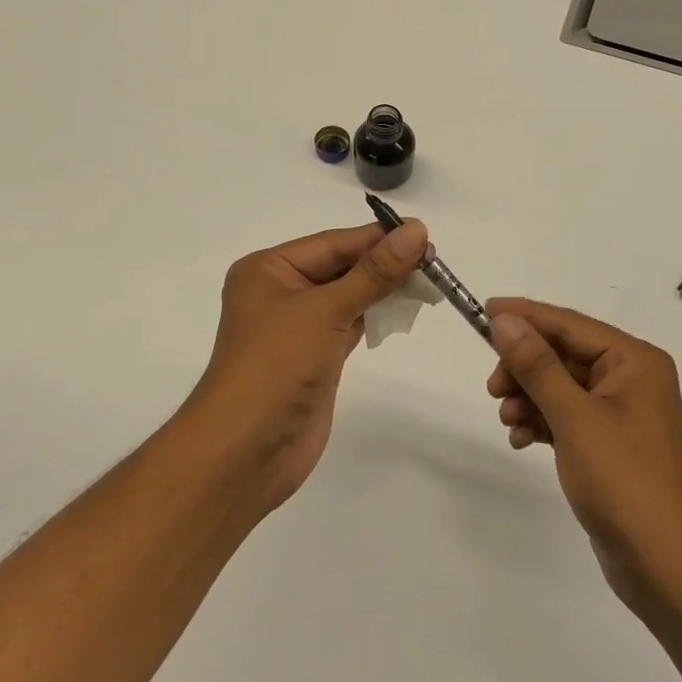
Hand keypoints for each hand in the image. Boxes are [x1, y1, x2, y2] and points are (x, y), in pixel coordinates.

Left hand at [184, 220, 427, 510]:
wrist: (247, 450)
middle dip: (384, 264)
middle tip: (434, 262)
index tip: (425, 235)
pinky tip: (402, 312)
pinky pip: (350, 324)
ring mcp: (297, 327)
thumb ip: (374, 272)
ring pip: (348, 296)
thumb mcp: (326, 310)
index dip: (379, 238)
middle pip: (341, 267)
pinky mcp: (314, 357)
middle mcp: (280, 292)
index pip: (333, 243)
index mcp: (269, 269)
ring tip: (428, 283)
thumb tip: (416, 231)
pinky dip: (375, 316)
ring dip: (383, 289)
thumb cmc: (277, 365)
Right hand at [485, 299, 681, 618]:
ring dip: (530, 398)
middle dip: (526, 368)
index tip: (485, 311)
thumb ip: (538, 366)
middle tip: (493, 387)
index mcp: (635, 362)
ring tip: (508, 419)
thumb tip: (505, 321)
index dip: (526, 316)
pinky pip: (569, 418)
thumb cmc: (624, 480)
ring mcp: (623, 416)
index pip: (571, 324)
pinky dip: (543, 423)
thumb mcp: (575, 416)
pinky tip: (521, 440)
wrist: (665, 565)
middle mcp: (633, 380)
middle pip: (565, 356)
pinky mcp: (612, 447)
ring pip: (563, 388)